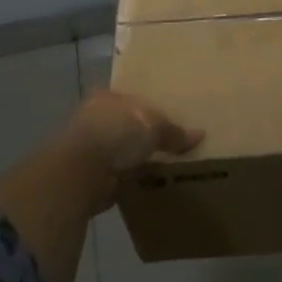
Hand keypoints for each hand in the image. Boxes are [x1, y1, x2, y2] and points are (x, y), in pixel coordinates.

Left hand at [64, 90, 203, 202]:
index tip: (168, 118)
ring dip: (135, 160)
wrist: (82, 171)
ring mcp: (89, 149)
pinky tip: (147, 184)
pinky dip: (130, 180)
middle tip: (169, 143)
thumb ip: (174, 131)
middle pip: (125, 125)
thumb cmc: (117, 132)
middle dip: (142, 135)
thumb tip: (199, 134)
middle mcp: (94, 119)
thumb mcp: (154, 125)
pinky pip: (117, 176)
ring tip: (163, 166)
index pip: (131, 98)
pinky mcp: (89, 177)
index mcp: (107, 97)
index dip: (149, 107)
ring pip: (120, 151)